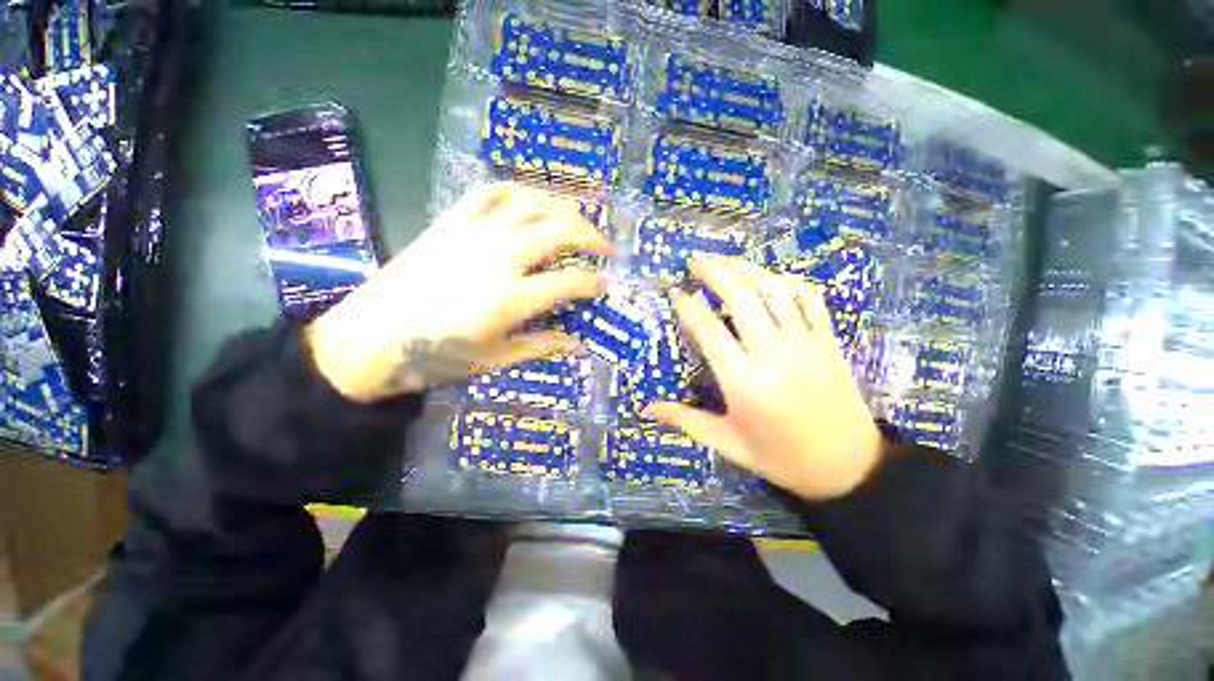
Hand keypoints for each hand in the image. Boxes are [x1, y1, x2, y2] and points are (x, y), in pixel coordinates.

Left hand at [305, 183, 613, 401]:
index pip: (569, 282)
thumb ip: (541, 346)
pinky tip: (531, 202)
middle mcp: (497, 258)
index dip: (594, 282)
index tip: (605, 285)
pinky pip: (490, 193)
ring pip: (530, 204)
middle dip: (591, 236)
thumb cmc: (435, 357)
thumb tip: (577, 344)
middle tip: (606, 246)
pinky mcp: (450, 223)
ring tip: (579, 219)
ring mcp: (472, 234)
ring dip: (563, 208)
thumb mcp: (495, 359)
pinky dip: (518, 192)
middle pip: (558, 230)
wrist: (369, 339)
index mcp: (509, 299)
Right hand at [646, 256, 882, 501]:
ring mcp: (805, 342)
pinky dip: (787, 281)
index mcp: (744, 381)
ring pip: (773, 289)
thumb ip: (686, 420)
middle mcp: (773, 353)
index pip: (708, 329)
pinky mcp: (827, 340)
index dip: (688, 306)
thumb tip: (647, 409)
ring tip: (725, 261)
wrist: (849, 467)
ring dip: (746, 269)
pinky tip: (770, 277)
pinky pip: (808, 298)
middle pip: (741, 296)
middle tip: (695, 262)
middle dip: (714, 272)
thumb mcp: (728, 443)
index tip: (676, 293)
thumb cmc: (781, 458)